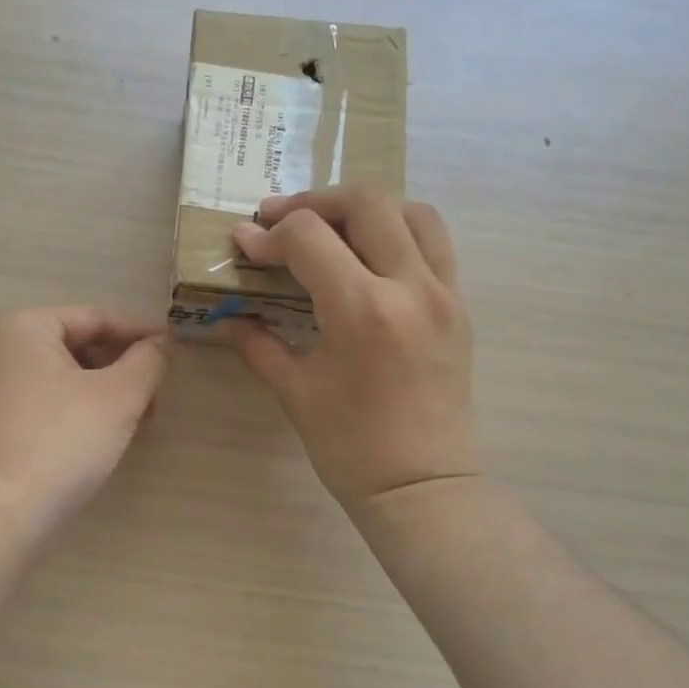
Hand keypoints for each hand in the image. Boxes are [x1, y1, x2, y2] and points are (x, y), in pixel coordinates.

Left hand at [0, 307, 169, 533]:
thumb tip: (161, 345)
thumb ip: (148, 360)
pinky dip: (83, 414)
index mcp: (22, 328)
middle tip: (159, 395)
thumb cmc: (62, 440)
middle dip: (124, 369)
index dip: (140, 333)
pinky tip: (109, 438)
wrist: (2, 516)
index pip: (95, 318)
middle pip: (79, 348)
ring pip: (67, 380)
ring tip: (141, 421)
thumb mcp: (120, 394)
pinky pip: (50, 406)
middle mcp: (0, 352)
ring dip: (108, 395)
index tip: (176, 352)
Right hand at [228, 187, 477, 512]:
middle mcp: (410, 286)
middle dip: (314, 202)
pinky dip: (399, 231)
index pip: (309, 238)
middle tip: (280, 222)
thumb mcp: (295, 392)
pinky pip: (434, 244)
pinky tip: (370, 256)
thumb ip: (259, 344)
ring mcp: (444, 292)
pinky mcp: (459, 305)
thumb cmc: (350, 447)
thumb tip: (228, 316)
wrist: (422, 485)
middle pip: (365, 201)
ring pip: (411, 211)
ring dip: (364, 209)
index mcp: (362, 310)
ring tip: (331, 229)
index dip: (269, 236)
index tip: (245, 245)